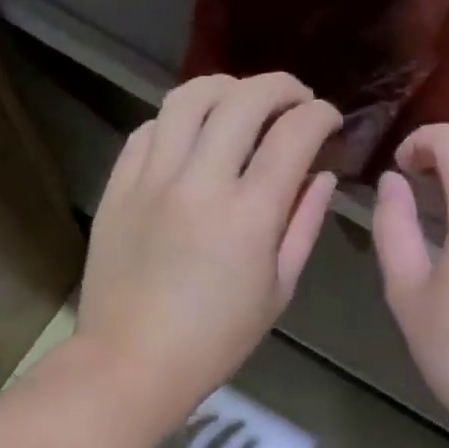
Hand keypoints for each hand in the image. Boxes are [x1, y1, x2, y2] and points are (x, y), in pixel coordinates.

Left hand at [77, 72, 340, 431]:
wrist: (132, 361)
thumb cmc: (216, 339)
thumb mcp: (277, 290)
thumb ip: (303, 225)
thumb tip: (322, 177)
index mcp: (250, 215)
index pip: (294, 135)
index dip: (320, 115)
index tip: (329, 119)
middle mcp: (201, 182)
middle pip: (244, 100)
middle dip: (281, 87)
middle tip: (296, 99)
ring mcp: (152, 179)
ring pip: (188, 98)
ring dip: (226, 87)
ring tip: (242, 100)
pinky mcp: (118, 186)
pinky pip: (148, 129)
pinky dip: (178, 119)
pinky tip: (192, 133)